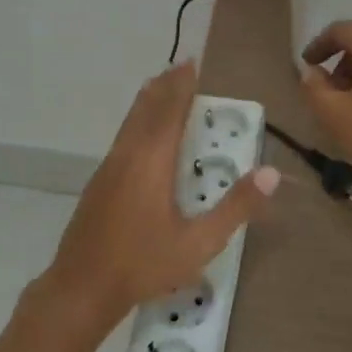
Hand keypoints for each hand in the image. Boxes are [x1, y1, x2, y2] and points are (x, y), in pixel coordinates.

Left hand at [40, 61, 278, 329]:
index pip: (170, 112)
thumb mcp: (198, 243)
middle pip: (146, 109)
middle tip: (181, 66)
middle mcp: (128, 155)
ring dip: (148, 101)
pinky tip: (140, 135)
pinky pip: (122, 137)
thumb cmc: (143, 264)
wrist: (80, 288)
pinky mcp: (98, 183)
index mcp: (152, 162)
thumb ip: (235, 207)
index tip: (192, 63)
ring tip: (160, 87)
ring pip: (130, 122)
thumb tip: (271, 173)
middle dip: (165, 86)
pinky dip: (136, 121)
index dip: (182, 86)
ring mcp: (108, 168)